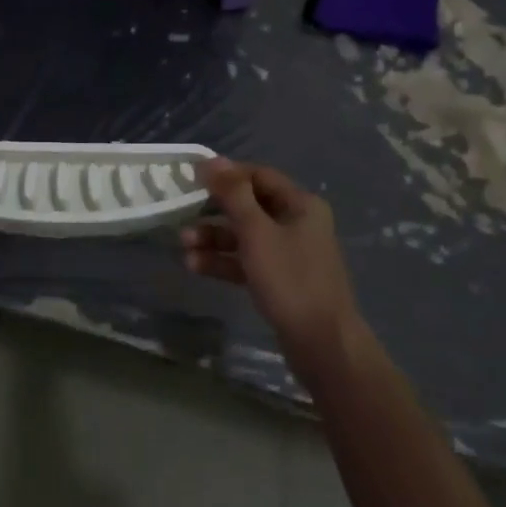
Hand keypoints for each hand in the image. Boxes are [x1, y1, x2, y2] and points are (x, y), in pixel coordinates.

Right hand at [182, 160, 363, 370]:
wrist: (323, 346)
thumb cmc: (291, 280)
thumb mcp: (257, 232)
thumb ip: (233, 194)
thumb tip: (212, 160)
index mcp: (300, 205)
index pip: (258, 176)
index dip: (226, 174)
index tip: (193, 178)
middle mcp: (297, 223)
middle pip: (248, 206)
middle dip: (213, 211)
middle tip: (182, 212)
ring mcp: (289, 254)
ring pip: (244, 236)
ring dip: (213, 238)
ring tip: (183, 244)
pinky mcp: (280, 280)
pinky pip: (246, 261)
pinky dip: (223, 261)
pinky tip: (195, 265)